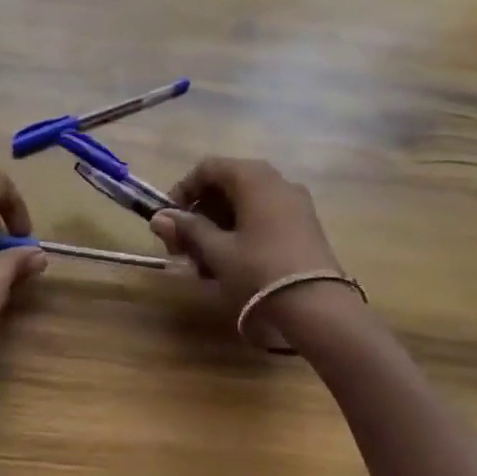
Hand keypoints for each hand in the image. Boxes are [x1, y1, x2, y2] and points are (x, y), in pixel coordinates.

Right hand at [149, 158, 350, 338]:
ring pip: (245, 204)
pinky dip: (242, 233)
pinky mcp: (305, 225)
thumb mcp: (217, 251)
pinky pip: (265, 217)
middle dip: (200, 214)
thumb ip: (188, 230)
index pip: (208, 168)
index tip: (169, 220)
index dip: (183, 190)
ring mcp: (295, 202)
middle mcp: (276, 180)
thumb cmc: (259, 270)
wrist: (318, 307)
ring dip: (219, 227)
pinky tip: (231, 264)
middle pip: (227, 185)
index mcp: (253, 176)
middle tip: (182, 247)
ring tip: (203, 263)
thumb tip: (158, 218)